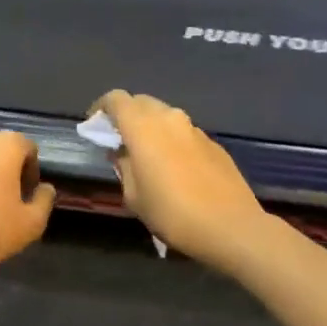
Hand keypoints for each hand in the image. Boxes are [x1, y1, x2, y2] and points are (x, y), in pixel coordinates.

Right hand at [90, 90, 271, 268]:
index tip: (94, 125)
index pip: (116, 99)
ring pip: (165, 116)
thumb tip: (122, 152)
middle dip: (126, 115)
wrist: (231, 226)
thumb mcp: (134, 196)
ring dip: (151, 127)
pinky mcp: (213, 143)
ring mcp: (194, 128)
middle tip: (119, 140)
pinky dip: (172, 140)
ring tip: (146, 155)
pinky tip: (174, 167)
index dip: (101, 108)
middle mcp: (169, 118)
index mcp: (143, 127)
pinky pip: (184, 132)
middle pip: (141, 102)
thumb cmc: (173, 213)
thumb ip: (123, 167)